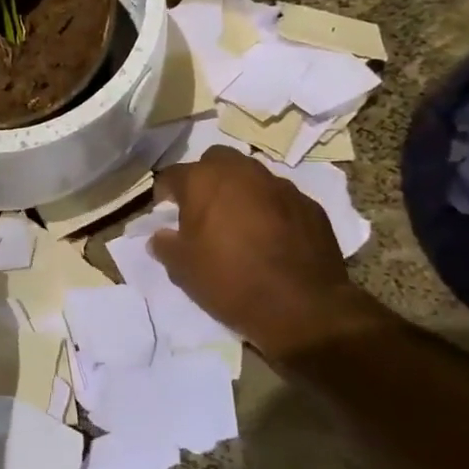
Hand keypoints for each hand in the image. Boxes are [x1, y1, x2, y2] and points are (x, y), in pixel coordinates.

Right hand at [150, 147, 383, 362]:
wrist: (302, 307)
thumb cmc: (230, 281)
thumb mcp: (183, 270)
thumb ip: (165, 246)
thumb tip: (159, 237)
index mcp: (203, 181)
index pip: (172, 175)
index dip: (165, 193)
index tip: (165, 212)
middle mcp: (241, 172)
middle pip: (215, 161)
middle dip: (206, 179)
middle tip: (204, 210)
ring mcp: (280, 185)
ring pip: (252, 176)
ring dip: (241, 192)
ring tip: (240, 223)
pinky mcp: (309, 205)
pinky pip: (281, 199)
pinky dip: (271, 210)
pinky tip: (272, 238)